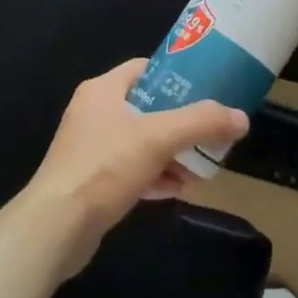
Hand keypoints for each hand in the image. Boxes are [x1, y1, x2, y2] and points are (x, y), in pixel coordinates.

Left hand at [23, 59, 248, 276]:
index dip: (177, 76)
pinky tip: (177, 189)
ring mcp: (90, 148)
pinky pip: (131, 169)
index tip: (207, 89)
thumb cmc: (104, 167)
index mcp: (103, 90)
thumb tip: (241, 118)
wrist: (56, 228)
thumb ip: (201, 123)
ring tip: (201, 167)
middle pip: (148, 107)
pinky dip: (155, 175)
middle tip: (210, 133)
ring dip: (171, 153)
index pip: (146, 69)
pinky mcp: (91, 181)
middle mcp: (94, 113)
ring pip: (141, 141)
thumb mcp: (158, 138)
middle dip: (181, 122)